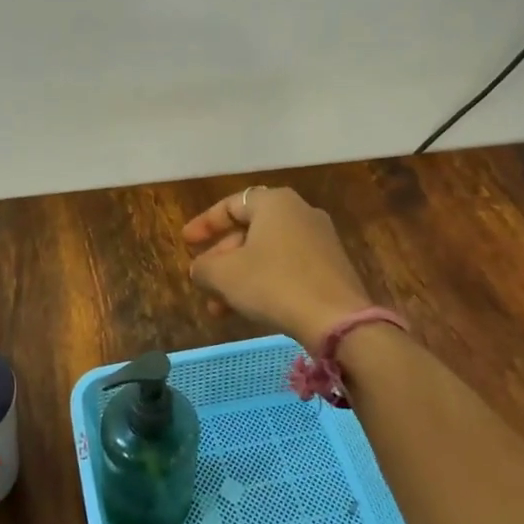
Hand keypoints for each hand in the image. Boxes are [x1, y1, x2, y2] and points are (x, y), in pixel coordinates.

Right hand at [182, 186, 374, 344]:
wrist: (337, 320)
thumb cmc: (274, 284)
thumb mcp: (225, 275)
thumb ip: (203, 267)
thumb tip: (200, 269)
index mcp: (275, 203)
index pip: (231, 205)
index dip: (205, 224)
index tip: (186, 243)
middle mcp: (300, 212)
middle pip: (249, 230)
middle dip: (222, 258)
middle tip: (203, 280)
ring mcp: (320, 240)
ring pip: (267, 253)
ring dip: (240, 276)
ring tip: (218, 307)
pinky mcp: (331, 267)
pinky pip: (288, 267)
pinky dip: (264, 282)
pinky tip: (250, 310)